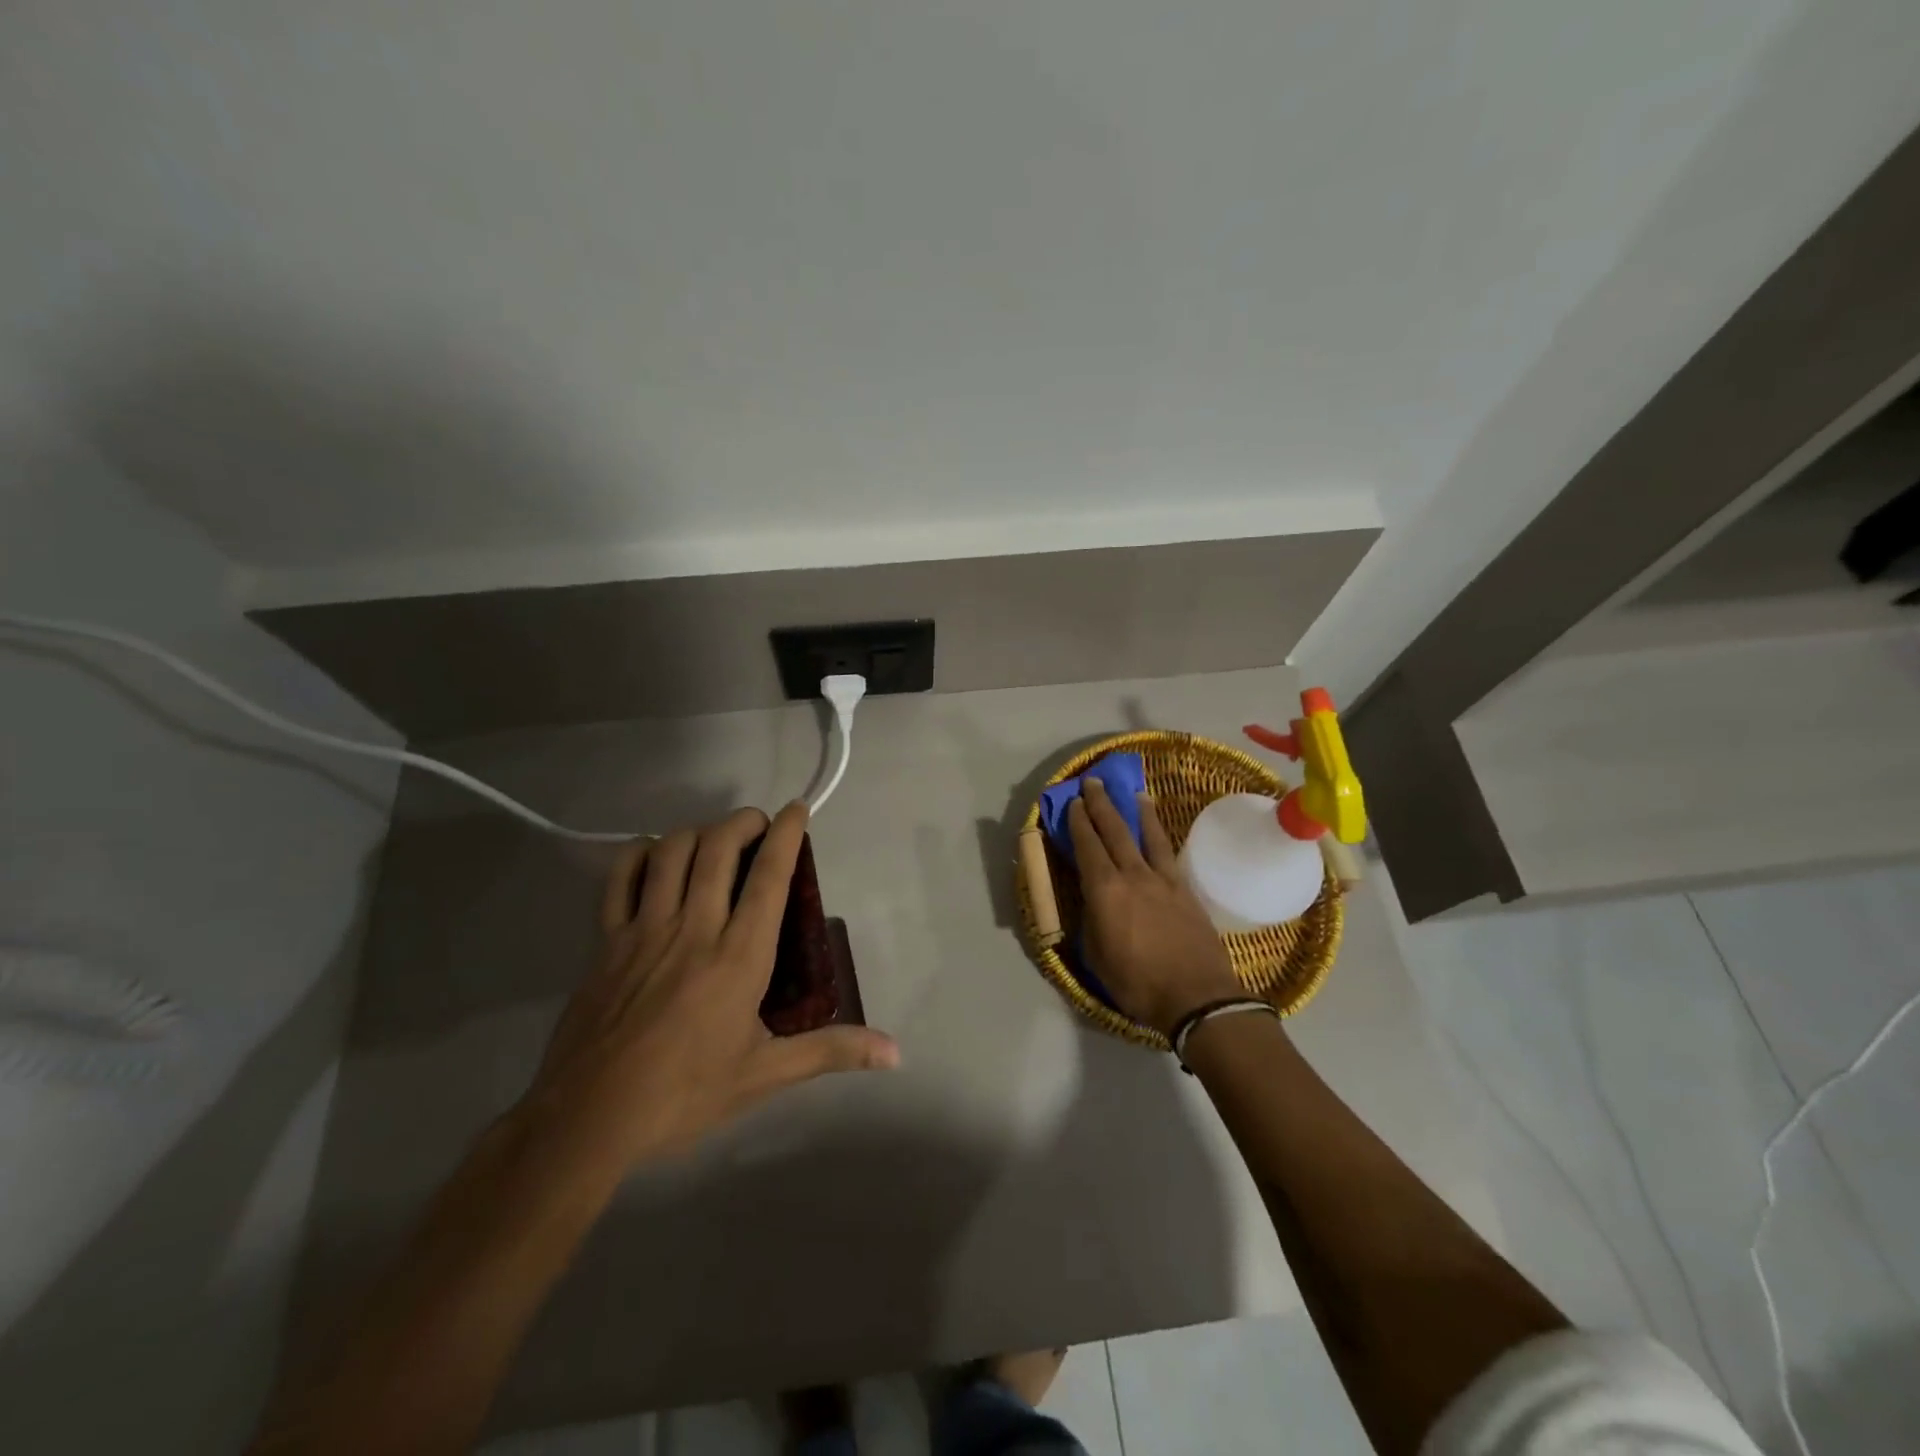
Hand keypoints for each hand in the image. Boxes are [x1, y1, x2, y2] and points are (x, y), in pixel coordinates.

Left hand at [518, 801, 899, 1177]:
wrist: (588, 1119)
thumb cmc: (685, 1094)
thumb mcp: (766, 1074)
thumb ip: (831, 1052)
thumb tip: (895, 1054)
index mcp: (739, 957)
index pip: (769, 877)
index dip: (786, 834)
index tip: (797, 809)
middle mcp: (694, 928)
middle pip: (718, 848)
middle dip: (743, 821)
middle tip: (758, 826)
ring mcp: (645, 930)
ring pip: (671, 852)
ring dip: (698, 832)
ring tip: (714, 840)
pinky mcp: (606, 940)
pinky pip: (621, 877)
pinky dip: (641, 854)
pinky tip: (656, 857)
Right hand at [1068, 777, 1243, 1036]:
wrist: (1197, 997)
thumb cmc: (1138, 983)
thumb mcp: (1098, 958)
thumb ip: (1092, 924)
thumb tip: (1094, 905)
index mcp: (1105, 892)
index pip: (1087, 847)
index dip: (1078, 823)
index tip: (1073, 802)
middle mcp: (1133, 876)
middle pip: (1115, 832)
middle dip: (1102, 805)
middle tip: (1094, 782)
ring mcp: (1163, 881)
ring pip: (1147, 836)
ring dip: (1137, 812)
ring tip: (1134, 793)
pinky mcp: (1186, 890)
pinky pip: (1169, 854)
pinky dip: (1160, 837)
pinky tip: (1159, 832)